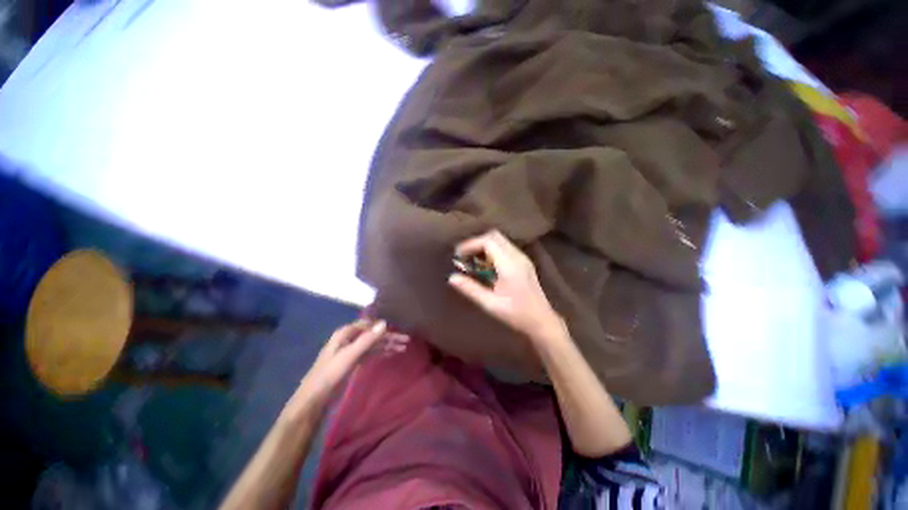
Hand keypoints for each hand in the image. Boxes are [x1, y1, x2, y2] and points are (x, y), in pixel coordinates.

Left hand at [297, 320, 408, 408]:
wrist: (314, 399)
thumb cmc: (330, 374)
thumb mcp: (350, 355)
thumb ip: (367, 339)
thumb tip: (385, 323)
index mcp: (346, 333)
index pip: (369, 324)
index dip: (384, 326)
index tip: (400, 329)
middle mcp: (349, 338)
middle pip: (373, 334)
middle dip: (389, 337)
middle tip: (406, 341)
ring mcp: (351, 350)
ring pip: (373, 344)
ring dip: (387, 345)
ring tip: (403, 348)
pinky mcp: (352, 361)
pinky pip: (370, 353)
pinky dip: (381, 352)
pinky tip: (391, 353)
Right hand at [448, 230, 565, 345]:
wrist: (542, 320)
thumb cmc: (516, 314)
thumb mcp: (490, 304)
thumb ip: (470, 289)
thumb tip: (452, 278)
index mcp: (509, 265)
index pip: (488, 241)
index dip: (471, 244)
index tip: (458, 255)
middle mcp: (517, 256)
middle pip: (494, 236)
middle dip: (476, 243)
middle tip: (464, 256)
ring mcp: (522, 258)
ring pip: (500, 240)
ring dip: (484, 246)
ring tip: (472, 261)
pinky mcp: (523, 261)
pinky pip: (505, 247)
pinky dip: (492, 251)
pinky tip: (485, 266)